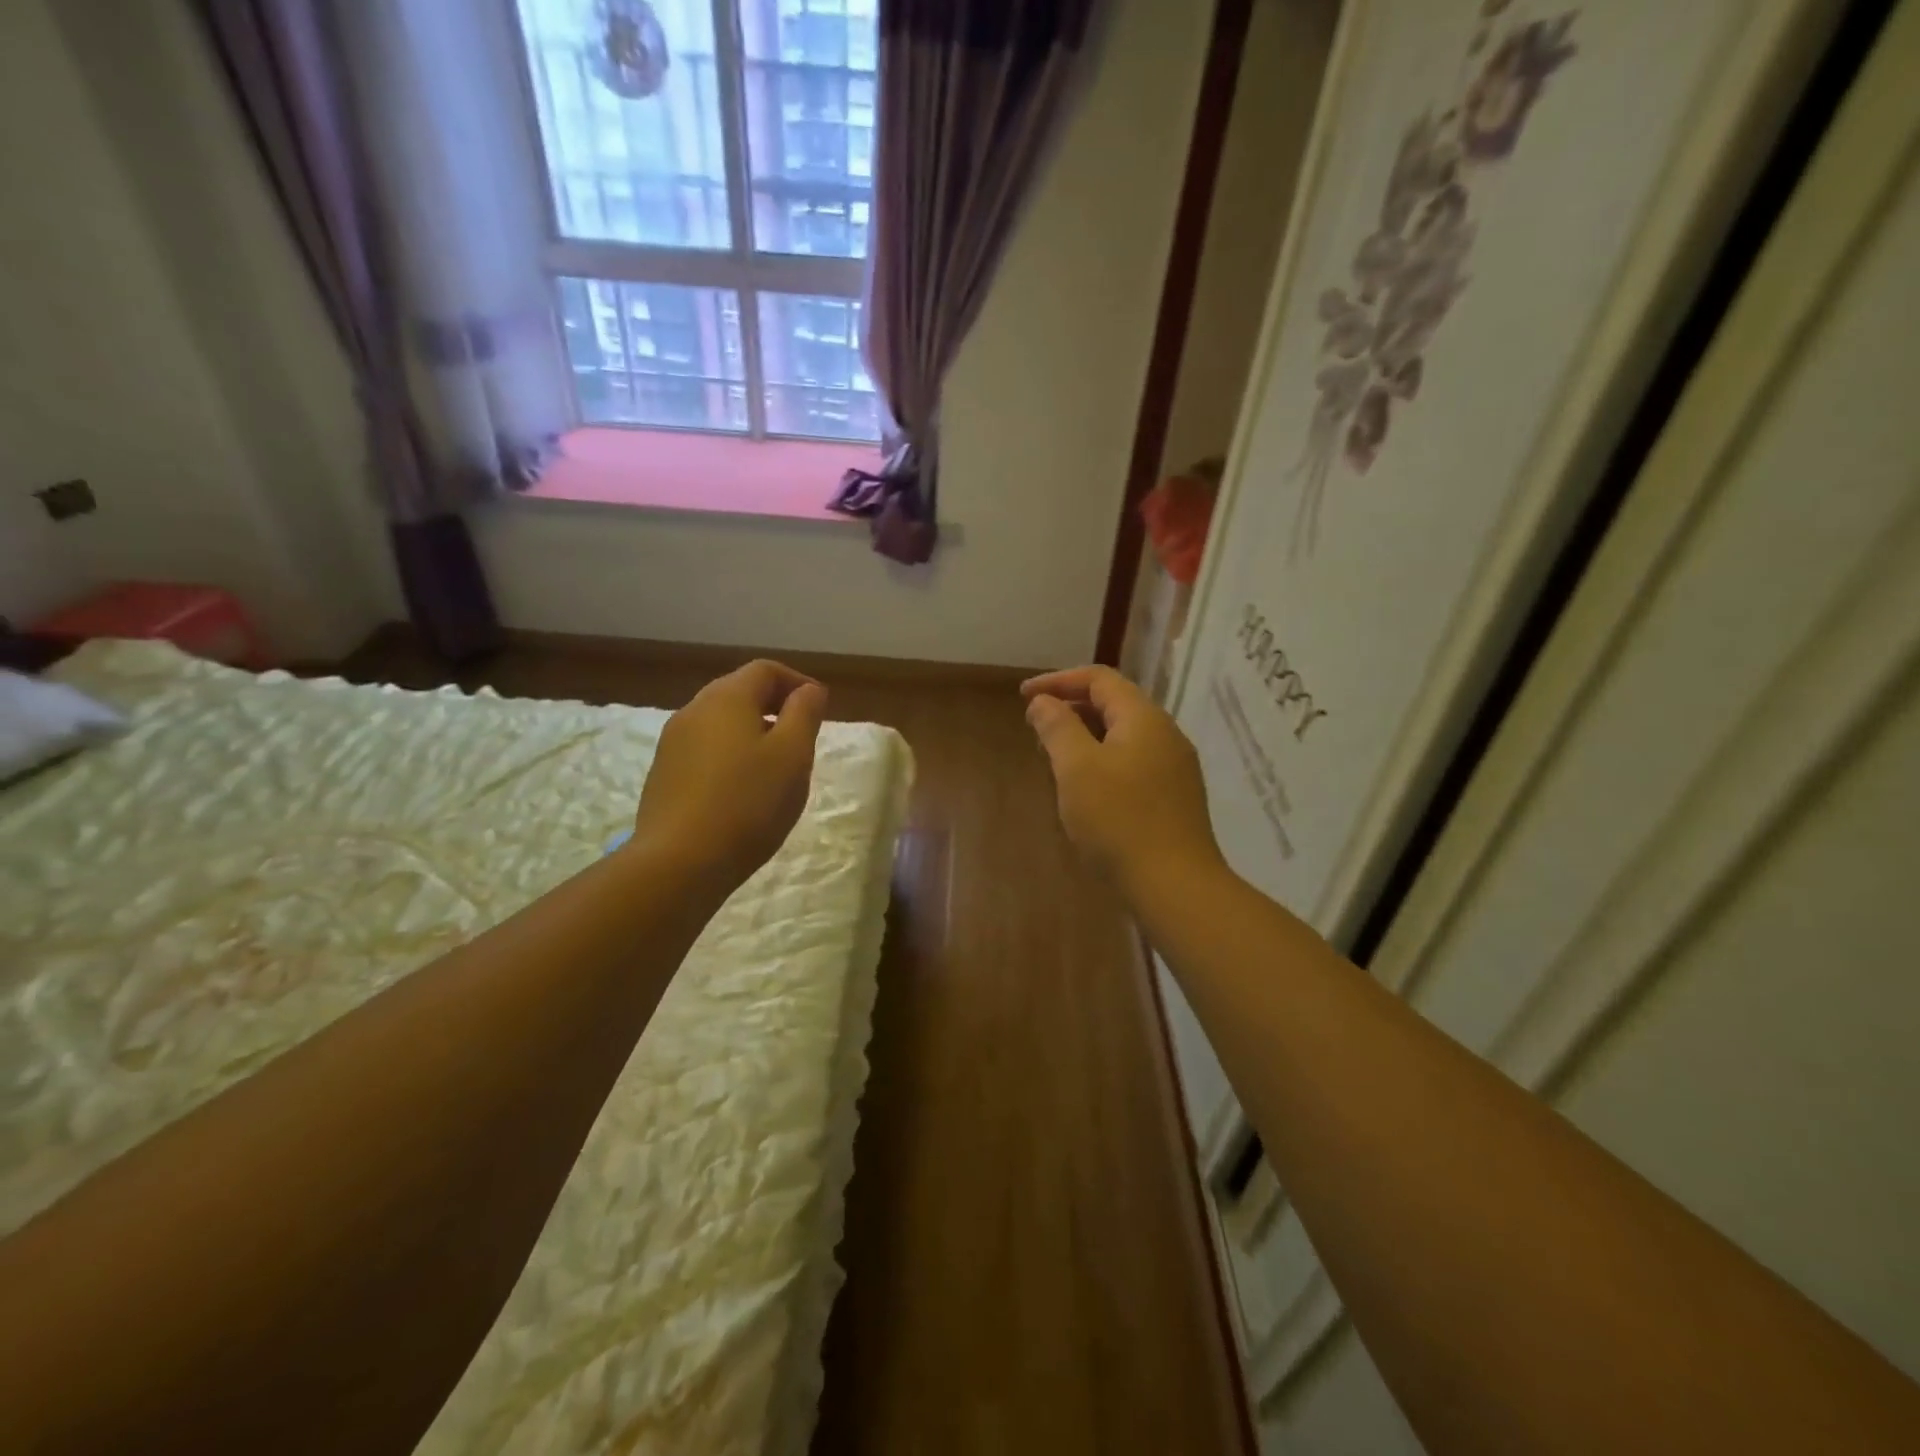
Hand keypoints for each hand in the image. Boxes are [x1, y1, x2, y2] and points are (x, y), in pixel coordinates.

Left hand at [631, 660, 827, 890]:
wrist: (679, 862)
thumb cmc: (748, 803)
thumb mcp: (793, 755)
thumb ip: (804, 714)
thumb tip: (809, 690)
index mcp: (727, 698)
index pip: (765, 670)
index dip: (797, 682)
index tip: (819, 709)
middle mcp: (694, 710)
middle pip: (739, 692)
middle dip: (774, 705)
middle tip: (801, 735)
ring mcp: (673, 743)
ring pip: (720, 722)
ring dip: (752, 731)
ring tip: (775, 766)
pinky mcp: (664, 774)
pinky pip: (705, 749)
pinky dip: (730, 754)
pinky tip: (743, 789)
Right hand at [1021, 666, 1224, 892]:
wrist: (1175, 885)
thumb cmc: (1119, 821)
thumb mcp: (1077, 768)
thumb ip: (1057, 728)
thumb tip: (1043, 702)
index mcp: (1144, 718)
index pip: (1099, 678)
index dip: (1058, 681)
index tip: (1023, 696)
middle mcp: (1165, 734)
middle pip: (1114, 703)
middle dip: (1071, 708)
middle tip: (1036, 729)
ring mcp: (1174, 767)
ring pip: (1123, 735)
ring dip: (1086, 736)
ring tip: (1054, 758)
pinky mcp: (1174, 796)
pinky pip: (1133, 761)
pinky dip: (1103, 760)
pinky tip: (1086, 788)